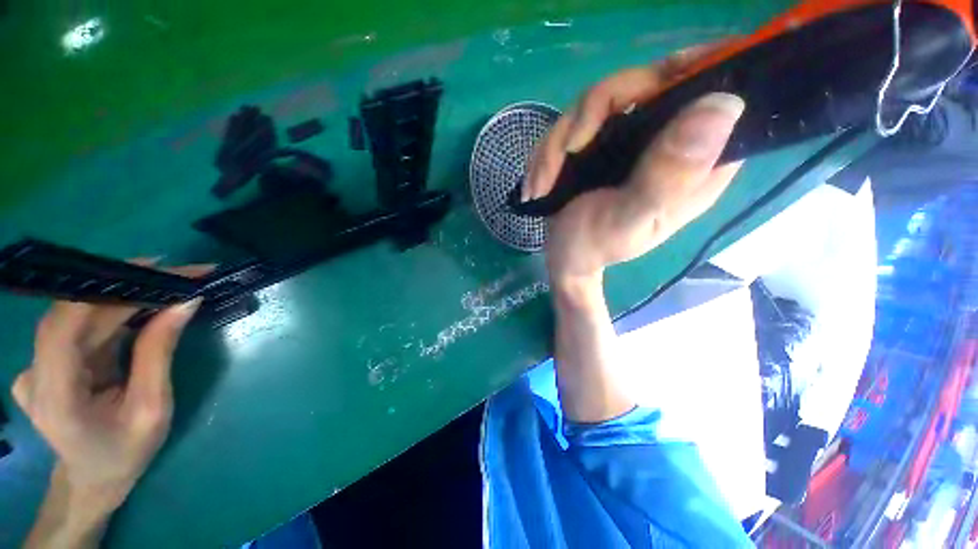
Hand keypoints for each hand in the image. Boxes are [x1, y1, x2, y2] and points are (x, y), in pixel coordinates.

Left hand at [12, 264, 206, 542]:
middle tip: (181, 276)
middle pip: (77, 314)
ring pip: (81, 315)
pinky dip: (117, 312)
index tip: (157, 269)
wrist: (95, 477)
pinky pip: (83, 325)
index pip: (66, 326)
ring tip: (171, 287)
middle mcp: (35, 373)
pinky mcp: (49, 359)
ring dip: (126, 298)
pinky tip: (145, 306)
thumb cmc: (126, 452)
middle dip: (129, 289)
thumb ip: (159, 353)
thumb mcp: (152, 408)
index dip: (105, 291)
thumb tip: (184, 303)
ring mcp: (37, 365)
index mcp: (56, 397)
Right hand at [525, 53, 745, 287]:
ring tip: (543, 184)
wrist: (565, 257)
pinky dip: (548, 152)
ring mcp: (630, 139)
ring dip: (558, 143)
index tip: (647, 88)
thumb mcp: (631, 219)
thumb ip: (670, 175)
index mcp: (695, 162)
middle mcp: (668, 141)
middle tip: (568, 151)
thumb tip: (722, 104)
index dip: (690, 74)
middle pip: (645, 84)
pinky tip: (540, 182)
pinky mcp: (600, 142)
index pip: (712, 94)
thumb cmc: (596, 246)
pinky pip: (572, 123)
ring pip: (597, 101)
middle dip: (592, 115)